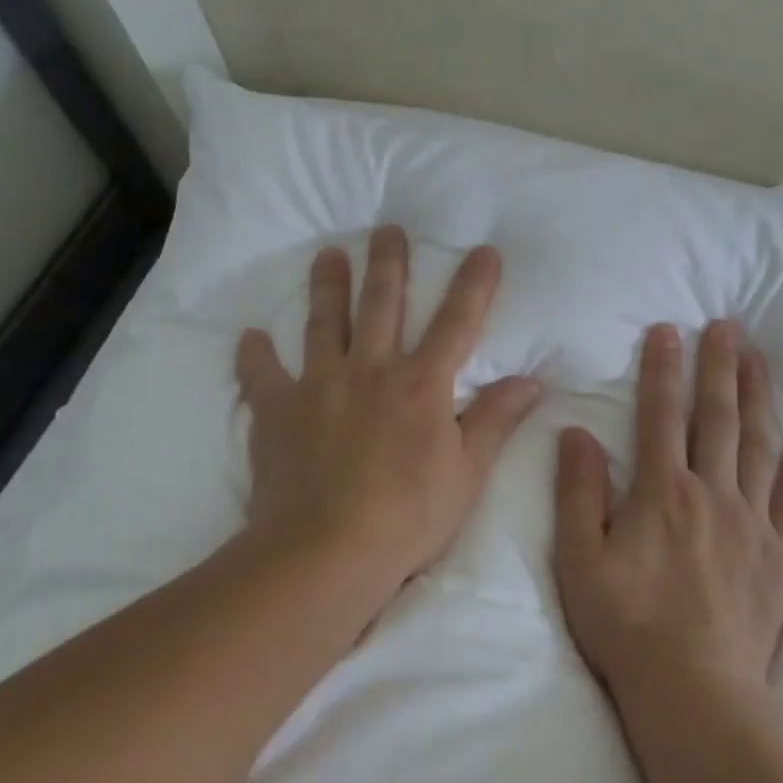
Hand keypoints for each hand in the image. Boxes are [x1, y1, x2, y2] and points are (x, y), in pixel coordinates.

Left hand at [234, 225, 540, 597]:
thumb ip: (495, 421)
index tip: (483, 250)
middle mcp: (371, 370)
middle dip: (389, 263)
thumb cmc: (407, 516)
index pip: (457, 322)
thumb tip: (531, 381)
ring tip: (328, 255)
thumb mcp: (467, 473)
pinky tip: (251, 336)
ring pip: (324, 322)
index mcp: (422, 384)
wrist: (325, 553)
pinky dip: (255, 356)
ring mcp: (320, 385)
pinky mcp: (277, 411)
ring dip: (328, 285)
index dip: (474, 284)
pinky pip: (262, 376)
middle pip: (383, 304)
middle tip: (387, 229)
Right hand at [552, 320, 782, 702]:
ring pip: (757, 445)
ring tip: (760, 360)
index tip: (668, 330)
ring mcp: (751, 523)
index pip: (661, 414)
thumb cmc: (626, 625)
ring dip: (758, 398)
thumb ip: (578, 492)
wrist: (694, 692)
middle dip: (720, 366)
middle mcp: (711, 493)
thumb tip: (577, 433)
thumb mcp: (579, 559)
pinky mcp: (780, 556)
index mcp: (661, 491)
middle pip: (717, 417)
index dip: (663, 369)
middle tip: (727, 326)